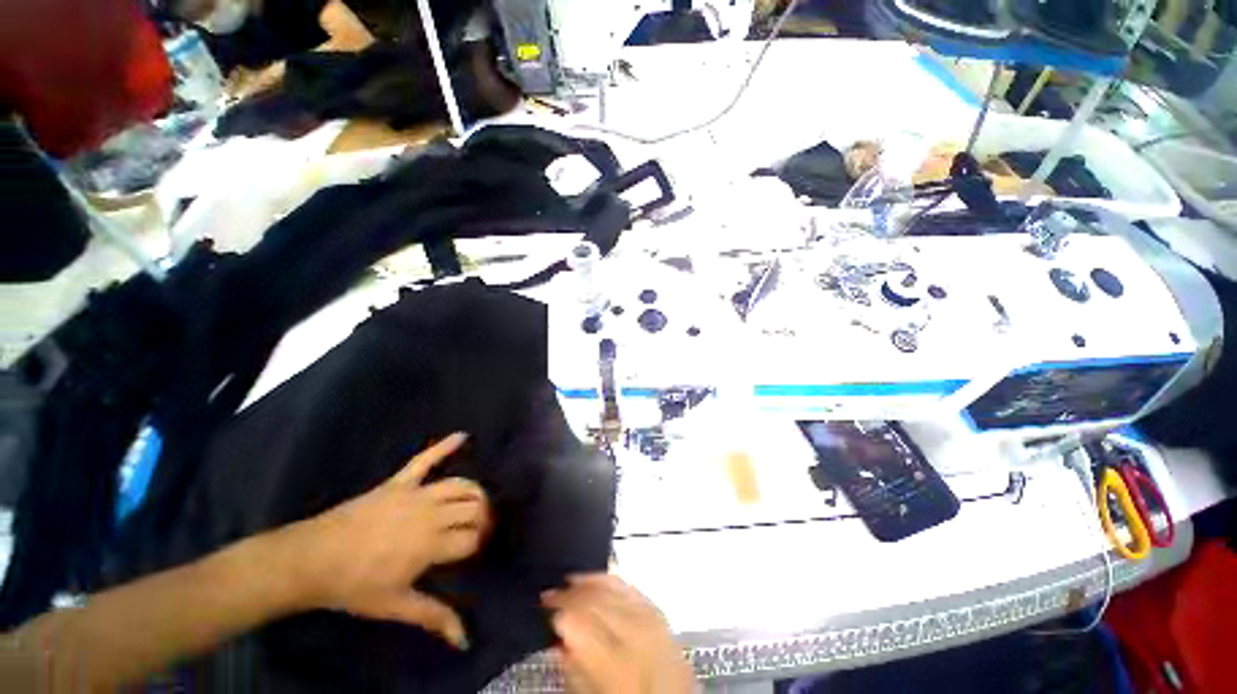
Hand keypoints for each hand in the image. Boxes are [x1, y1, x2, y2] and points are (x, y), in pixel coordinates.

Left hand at [274, 433, 486, 648]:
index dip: (480, 542)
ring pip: (461, 484)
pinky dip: (444, 446)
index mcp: (431, 544)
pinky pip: (425, 458)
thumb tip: (464, 639)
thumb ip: (433, 617)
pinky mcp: (399, 482)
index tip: (479, 548)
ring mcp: (415, 493)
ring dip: (476, 491)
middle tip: (482, 527)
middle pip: (473, 507)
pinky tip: (463, 435)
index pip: (473, 537)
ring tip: (479, 501)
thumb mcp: (395, 605)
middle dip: (485, 516)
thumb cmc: (355, 586)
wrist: (312, 559)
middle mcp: (431, 513)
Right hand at [543, 575, 694, 693]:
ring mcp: (650, 618)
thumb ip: (574, 668)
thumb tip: (557, 637)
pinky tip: (591, 578)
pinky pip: (627, 585)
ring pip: (610, 588)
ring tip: (564, 584)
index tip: (543, 612)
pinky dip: (606, 579)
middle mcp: (637, 635)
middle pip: (594, 602)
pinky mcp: (656, 609)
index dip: (558, 614)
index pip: (581, 624)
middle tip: (547, 596)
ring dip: (584, 583)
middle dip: (568, 596)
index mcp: (619, 666)